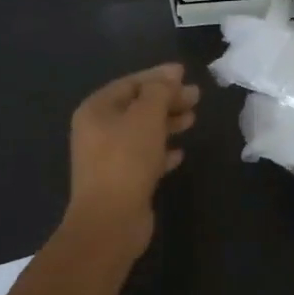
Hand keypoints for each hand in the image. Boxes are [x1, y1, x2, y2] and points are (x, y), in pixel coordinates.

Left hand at [64, 63, 199, 257]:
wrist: (110, 220)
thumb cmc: (126, 159)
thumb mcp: (147, 116)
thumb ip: (160, 91)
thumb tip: (172, 74)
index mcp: (97, 109)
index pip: (131, 83)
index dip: (159, 76)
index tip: (186, 74)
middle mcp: (98, 131)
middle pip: (137, 107)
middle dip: (167, 100)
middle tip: (196, 97)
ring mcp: (108, 158)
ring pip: (143, 132)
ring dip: (167, 124)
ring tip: (193, 120)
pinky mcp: (122, 181)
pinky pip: (145, 158)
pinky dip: (162, 152)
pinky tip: (180, 153)